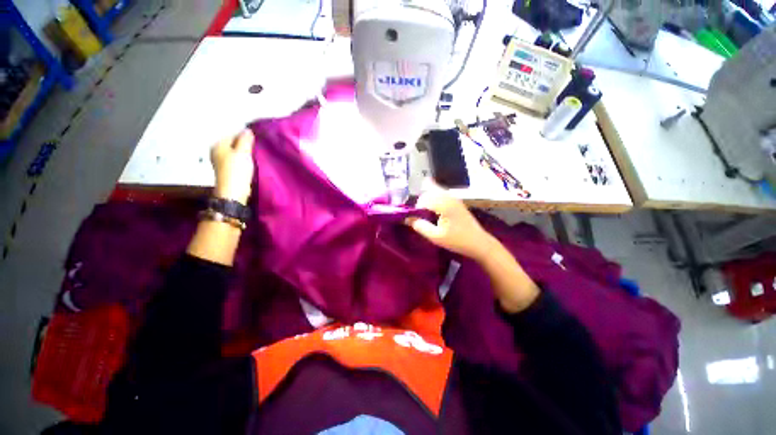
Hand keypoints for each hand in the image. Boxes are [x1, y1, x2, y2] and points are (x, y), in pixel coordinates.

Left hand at [211, 129, 254, 204]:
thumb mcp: (243, 152)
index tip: (256, 142)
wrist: (233, 192)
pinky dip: (243, 162)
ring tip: (255, 157)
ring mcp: (220, 162)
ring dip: (245, 154)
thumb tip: (248, 129)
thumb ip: (245, 140)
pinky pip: (236, 162)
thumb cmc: (237, 170)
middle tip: (257, 149)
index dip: (245, 137)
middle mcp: (216, 151)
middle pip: (233, 144)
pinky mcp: (227, 171)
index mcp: (218, 144)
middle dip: (244, 146)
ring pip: (235, 153)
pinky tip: (250, 165)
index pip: (233, 135)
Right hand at [405, 188, 495, 260]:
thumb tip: (407, 218)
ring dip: (427, 199)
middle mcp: (448, 196)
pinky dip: (434, 197)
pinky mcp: (456, 201)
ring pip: (434, 191)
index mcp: (443, 204)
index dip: (416, 209)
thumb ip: (420, 226)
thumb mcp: (436, 237)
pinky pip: (441, 194)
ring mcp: (453, 198)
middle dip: (421, 202)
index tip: (415, 220)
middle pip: (428, 192)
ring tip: (426, 213)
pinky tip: (432, 207)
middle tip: (420, 217)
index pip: (423, 199)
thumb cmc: (457, 241)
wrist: (479, 243)